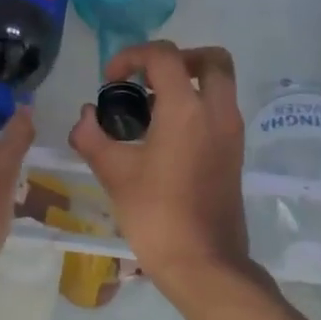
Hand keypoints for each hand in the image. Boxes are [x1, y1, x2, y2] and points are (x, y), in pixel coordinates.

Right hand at [69, 41, 254, 300]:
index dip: (131, 56)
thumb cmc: (156, 214)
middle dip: (177, 58)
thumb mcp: (114, 173)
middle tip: (147, 79)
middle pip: (211, 60)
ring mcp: (231, 134)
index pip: (163, 55)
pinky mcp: (235, 154)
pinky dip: (196, 107)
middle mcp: (217, 112)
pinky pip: (219, 111)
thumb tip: (85, 116)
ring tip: (149, 110)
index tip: (110, 81)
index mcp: (187, 109)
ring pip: (219, 85)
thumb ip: (92, 136)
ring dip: (187, 83)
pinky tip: (163, 137)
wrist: (204, 263)